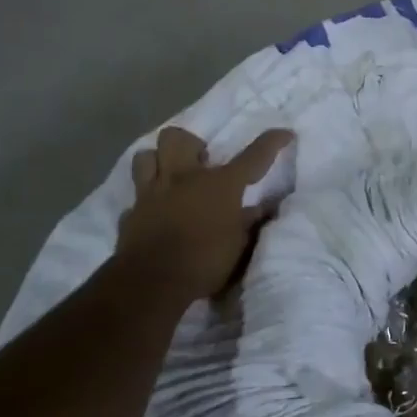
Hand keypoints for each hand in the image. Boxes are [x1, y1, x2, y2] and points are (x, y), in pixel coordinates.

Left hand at [115, 125, 293, 303]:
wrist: (152, 283)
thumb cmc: (204, 262)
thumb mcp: (239, 245)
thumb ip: (250, 222)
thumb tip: (264, 208)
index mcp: (220, 184)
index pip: (253, 156)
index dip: (272, 141)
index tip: (285, 133)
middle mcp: (184, 178)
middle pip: (178, 138)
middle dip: (190, 143)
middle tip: (201, 161)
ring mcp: (152, 193)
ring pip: (146, 156)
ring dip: (158, 161)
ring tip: (170, 176)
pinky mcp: (131, 214)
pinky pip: (136, 198)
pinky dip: (145, 203)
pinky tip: (154, 213)